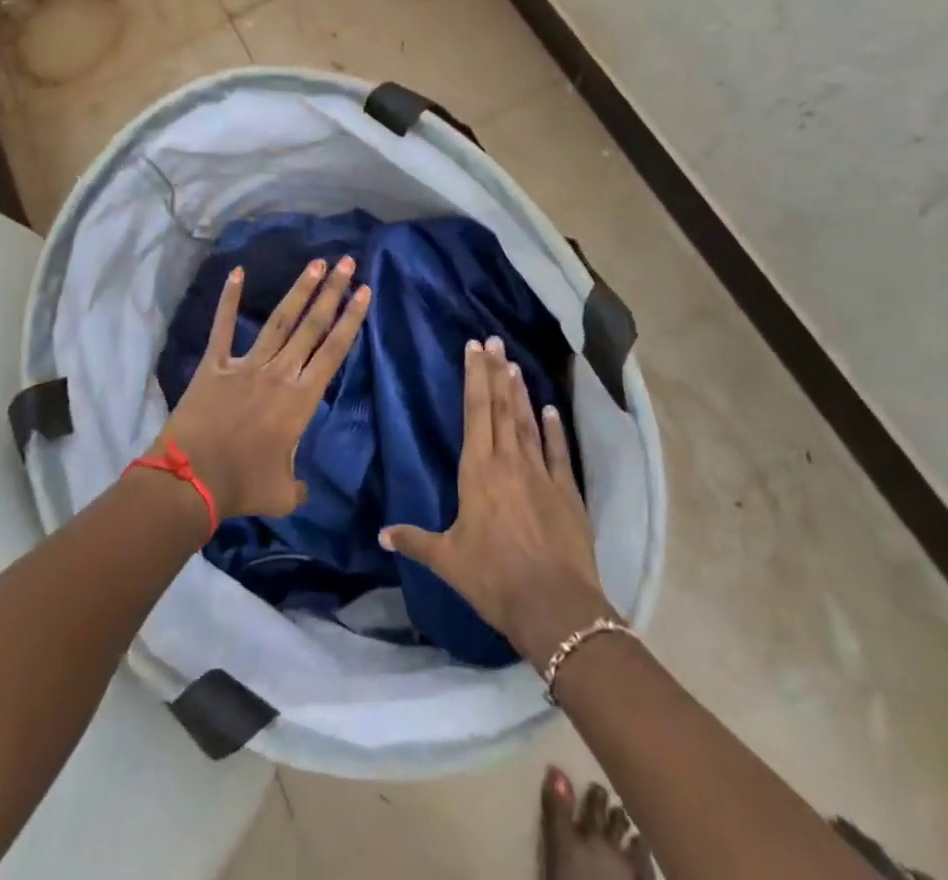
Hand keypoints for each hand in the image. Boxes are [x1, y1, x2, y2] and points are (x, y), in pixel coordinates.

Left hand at [157, 256, 370, 521]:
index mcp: (300, 400)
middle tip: (347, 263)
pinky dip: (229, 299)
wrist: (191, 480)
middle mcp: (279, 373)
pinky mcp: (215, 364)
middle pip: (311, 326)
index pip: (333, 351)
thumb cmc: (242, 487)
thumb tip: (304, 488)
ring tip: (316, 263)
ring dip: (299, 290)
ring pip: (279, 320)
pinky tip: (237, 272)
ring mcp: (246, 365)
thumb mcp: (283, 494)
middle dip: (332, 292)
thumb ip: (299, 486)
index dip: (351, 320)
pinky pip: (223, 327)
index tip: (364, 292)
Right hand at [380, 337, 617, 669]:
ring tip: (514, 364)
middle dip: (496, 372)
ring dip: (520, 392)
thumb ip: (415, 541)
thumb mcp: (447, 560)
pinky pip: (558, 452)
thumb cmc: (493, 578)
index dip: (474, 377)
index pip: (475, 412)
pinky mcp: (567, 492)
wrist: (553, 605)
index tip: (474, 347)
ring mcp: (541, 474)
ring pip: (527, 422)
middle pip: (501, 407)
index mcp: (477, 471)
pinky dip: (554, 428)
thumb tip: (381, 534)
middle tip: (494, 341)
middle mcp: (508, 461)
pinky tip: (551, 408)